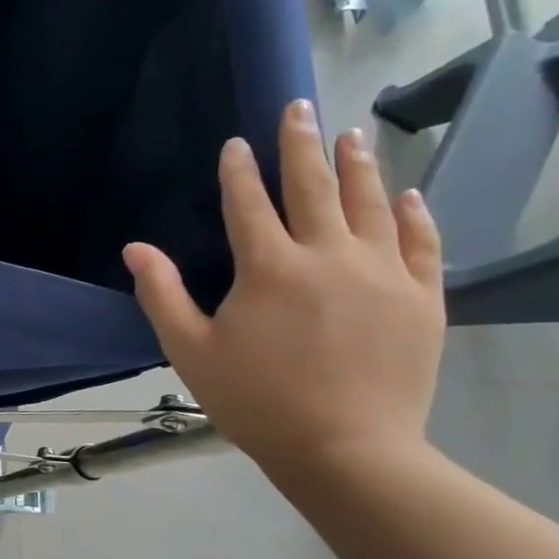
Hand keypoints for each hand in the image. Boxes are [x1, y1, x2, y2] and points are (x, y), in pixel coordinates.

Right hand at [122, 99, 444, 479]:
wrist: (348, 451)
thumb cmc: (255, 401)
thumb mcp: (190, 350)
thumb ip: (162, 293)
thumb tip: (135, 248)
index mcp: (269, 268)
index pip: (248, 203)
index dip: (238, 170)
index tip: (235, 144)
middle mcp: (329, 256)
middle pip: (314, 187)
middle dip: (302, 143)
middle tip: (299, 107)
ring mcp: (383, 274)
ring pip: (371, 203)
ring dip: (359, 164)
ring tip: (352, 133)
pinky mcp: (423, 298)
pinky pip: (421, 242)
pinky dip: (414, 213)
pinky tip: (407, 192)